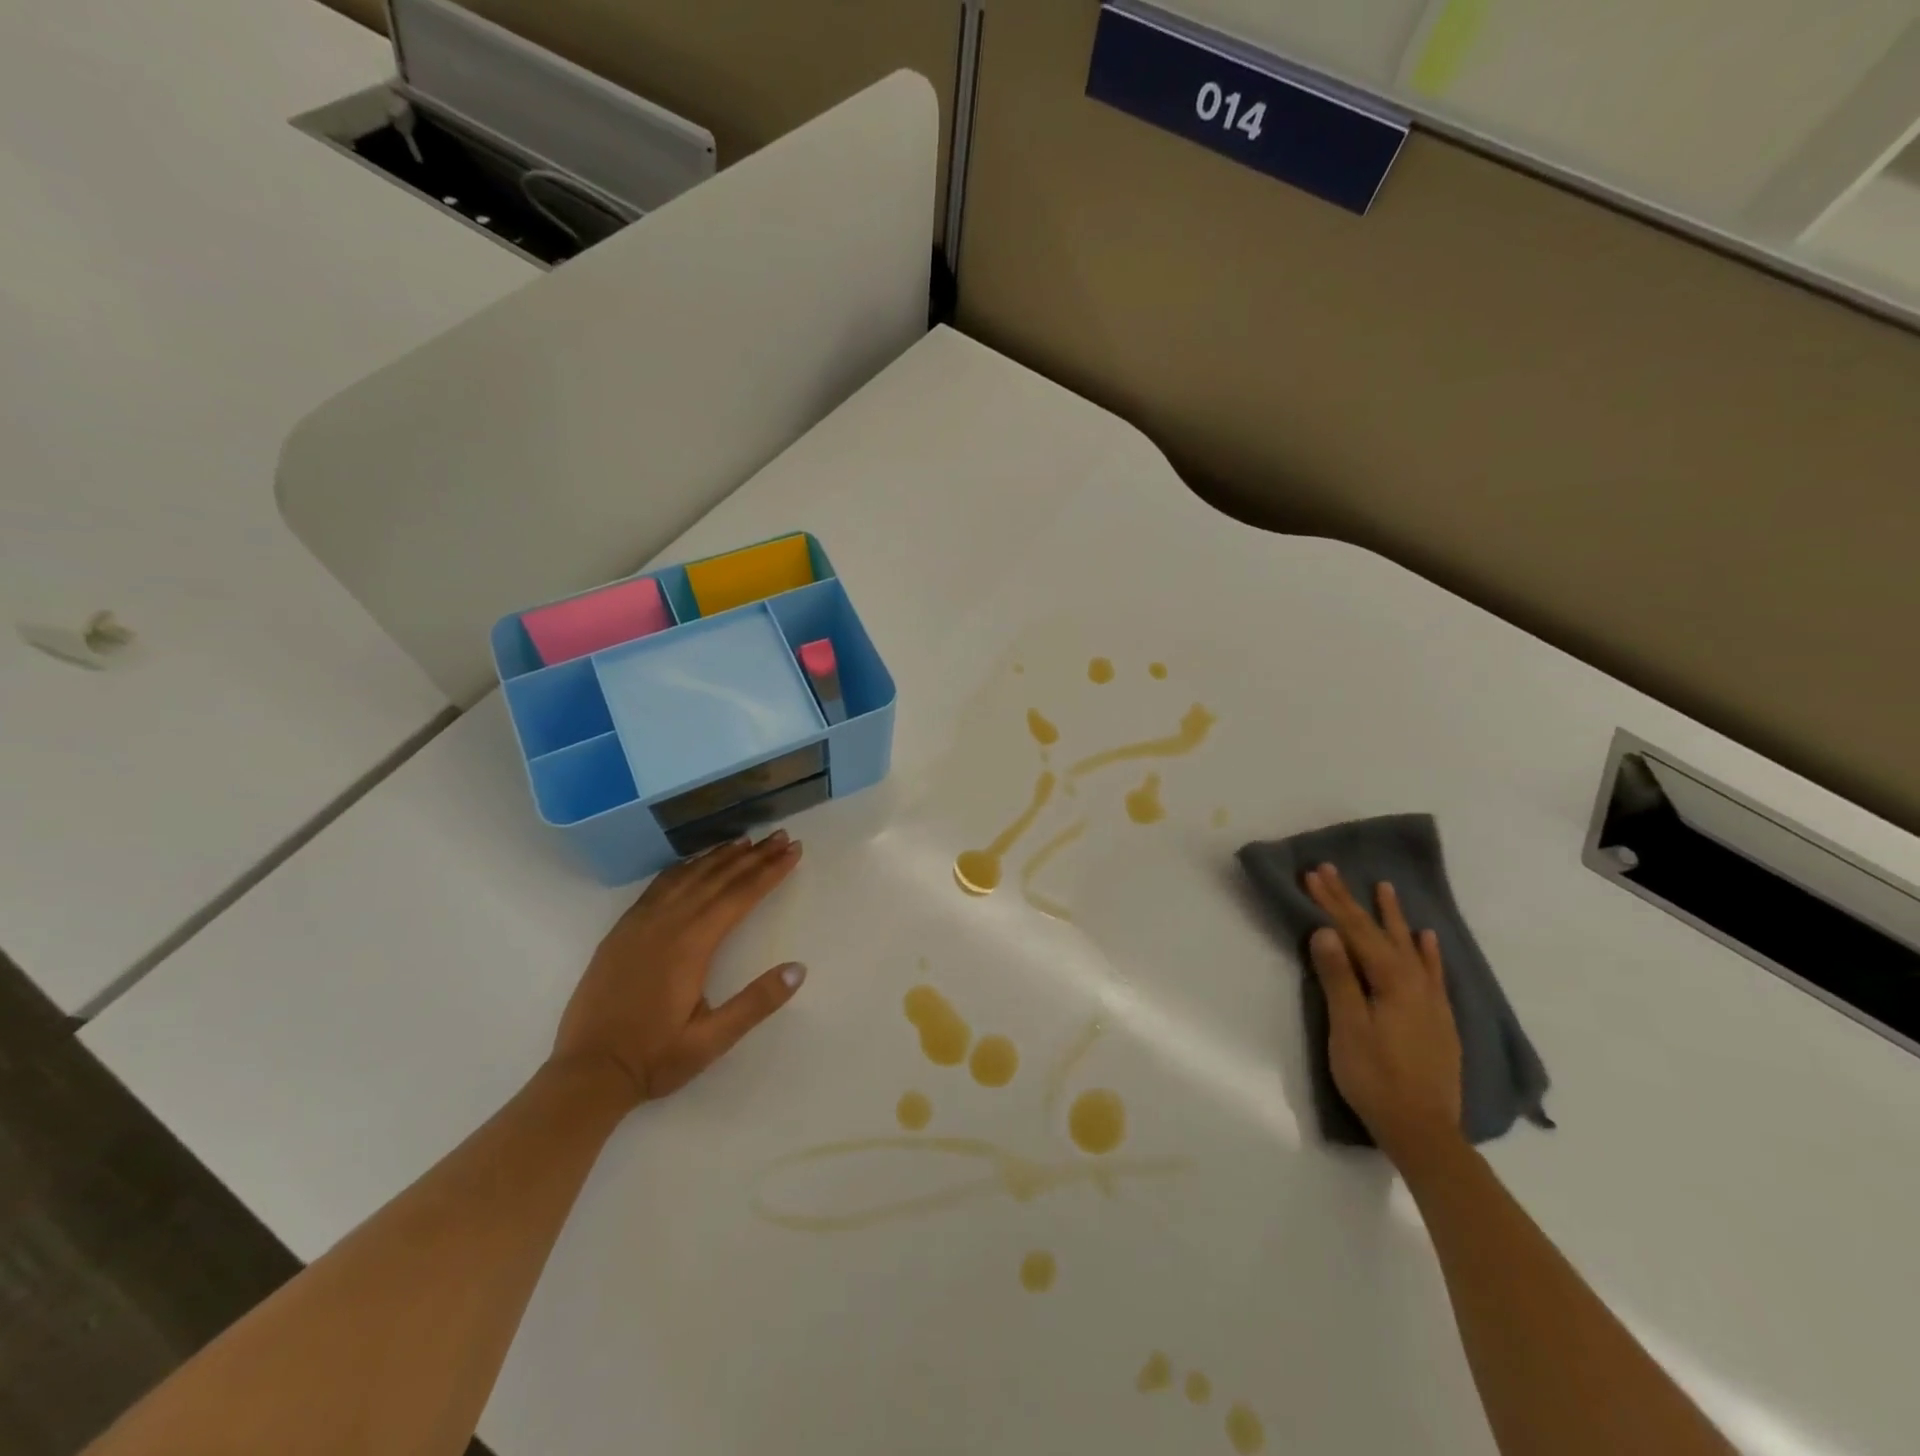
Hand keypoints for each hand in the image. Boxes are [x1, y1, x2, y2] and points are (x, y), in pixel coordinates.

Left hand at [551, 831, 806, 1105]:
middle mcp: (666, 924)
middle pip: (717, 878)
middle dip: (753, 855)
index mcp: (691, 945)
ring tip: (747, 840)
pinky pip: (659, 885)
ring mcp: (640, 924)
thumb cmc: (654, 1058)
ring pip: (688, 876)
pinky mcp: (622, 930)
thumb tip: (798, 968)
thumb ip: (756, 1003)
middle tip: (782, 836)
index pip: (739, 896)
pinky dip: (684, 866)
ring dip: (720, 856)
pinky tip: (695, 862)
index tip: (794, 851)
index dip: (770, 871)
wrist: (587, 1073)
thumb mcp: (712, 1040)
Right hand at [1304, 863, 1462, 1165]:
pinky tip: (1427, 938)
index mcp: (1390, 982)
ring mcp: (1431, 1001)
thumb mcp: (1348, 1027)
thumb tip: (1326, 932)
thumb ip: (1339, 978)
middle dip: (1354, 901)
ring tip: (1386, 888)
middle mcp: (1415, 983)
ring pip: (1410, 947)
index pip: (1355, 932)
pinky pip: (1434, 972)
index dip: (1333, 902)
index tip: (1313, 874)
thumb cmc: (1375, 1078)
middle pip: (1379, 933)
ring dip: (1394, 917)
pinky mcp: (1438, 1019)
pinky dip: (1428, 951)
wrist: (1424, 1131)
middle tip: (1333, 870)